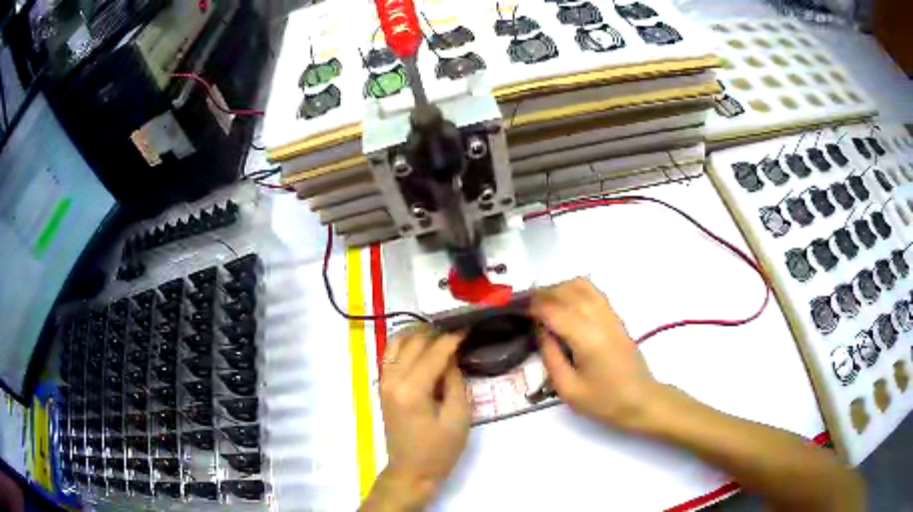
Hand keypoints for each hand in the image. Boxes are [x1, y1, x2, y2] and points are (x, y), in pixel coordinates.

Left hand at [364, 328, 470, 510]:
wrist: (411, 471)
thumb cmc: (439, 450)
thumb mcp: (458, 418)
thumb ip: (454, 381)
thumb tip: (452, 355)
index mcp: (412, 390)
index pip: (433, 352)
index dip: (452, 337)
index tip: (469, 326)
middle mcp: (392, 380)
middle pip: (412, 342)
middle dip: (436, 331)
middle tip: (458, 328)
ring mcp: (383, 382)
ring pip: (395, 342)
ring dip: (417, 333)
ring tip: (440, 332)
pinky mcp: (382, 386)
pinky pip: (389, 354)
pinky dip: (404, 343)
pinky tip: (421, 344)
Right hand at [531, 278, 663, 432]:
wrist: (640, 400)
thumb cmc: (603, 401)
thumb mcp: (568, 389)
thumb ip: (550, 357)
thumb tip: (540, 330)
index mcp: (587, 339)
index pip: (555, 310)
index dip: (534, 306)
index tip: (517, 310)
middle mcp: (600, 319)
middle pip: (568, 291)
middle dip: (544, 293)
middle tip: (525, 305)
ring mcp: (611, 315)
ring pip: (582, 285)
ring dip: (560, 288)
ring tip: (544, 302)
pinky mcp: (616, 317)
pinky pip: (594, 291)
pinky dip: (575, 289)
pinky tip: (565, 303)